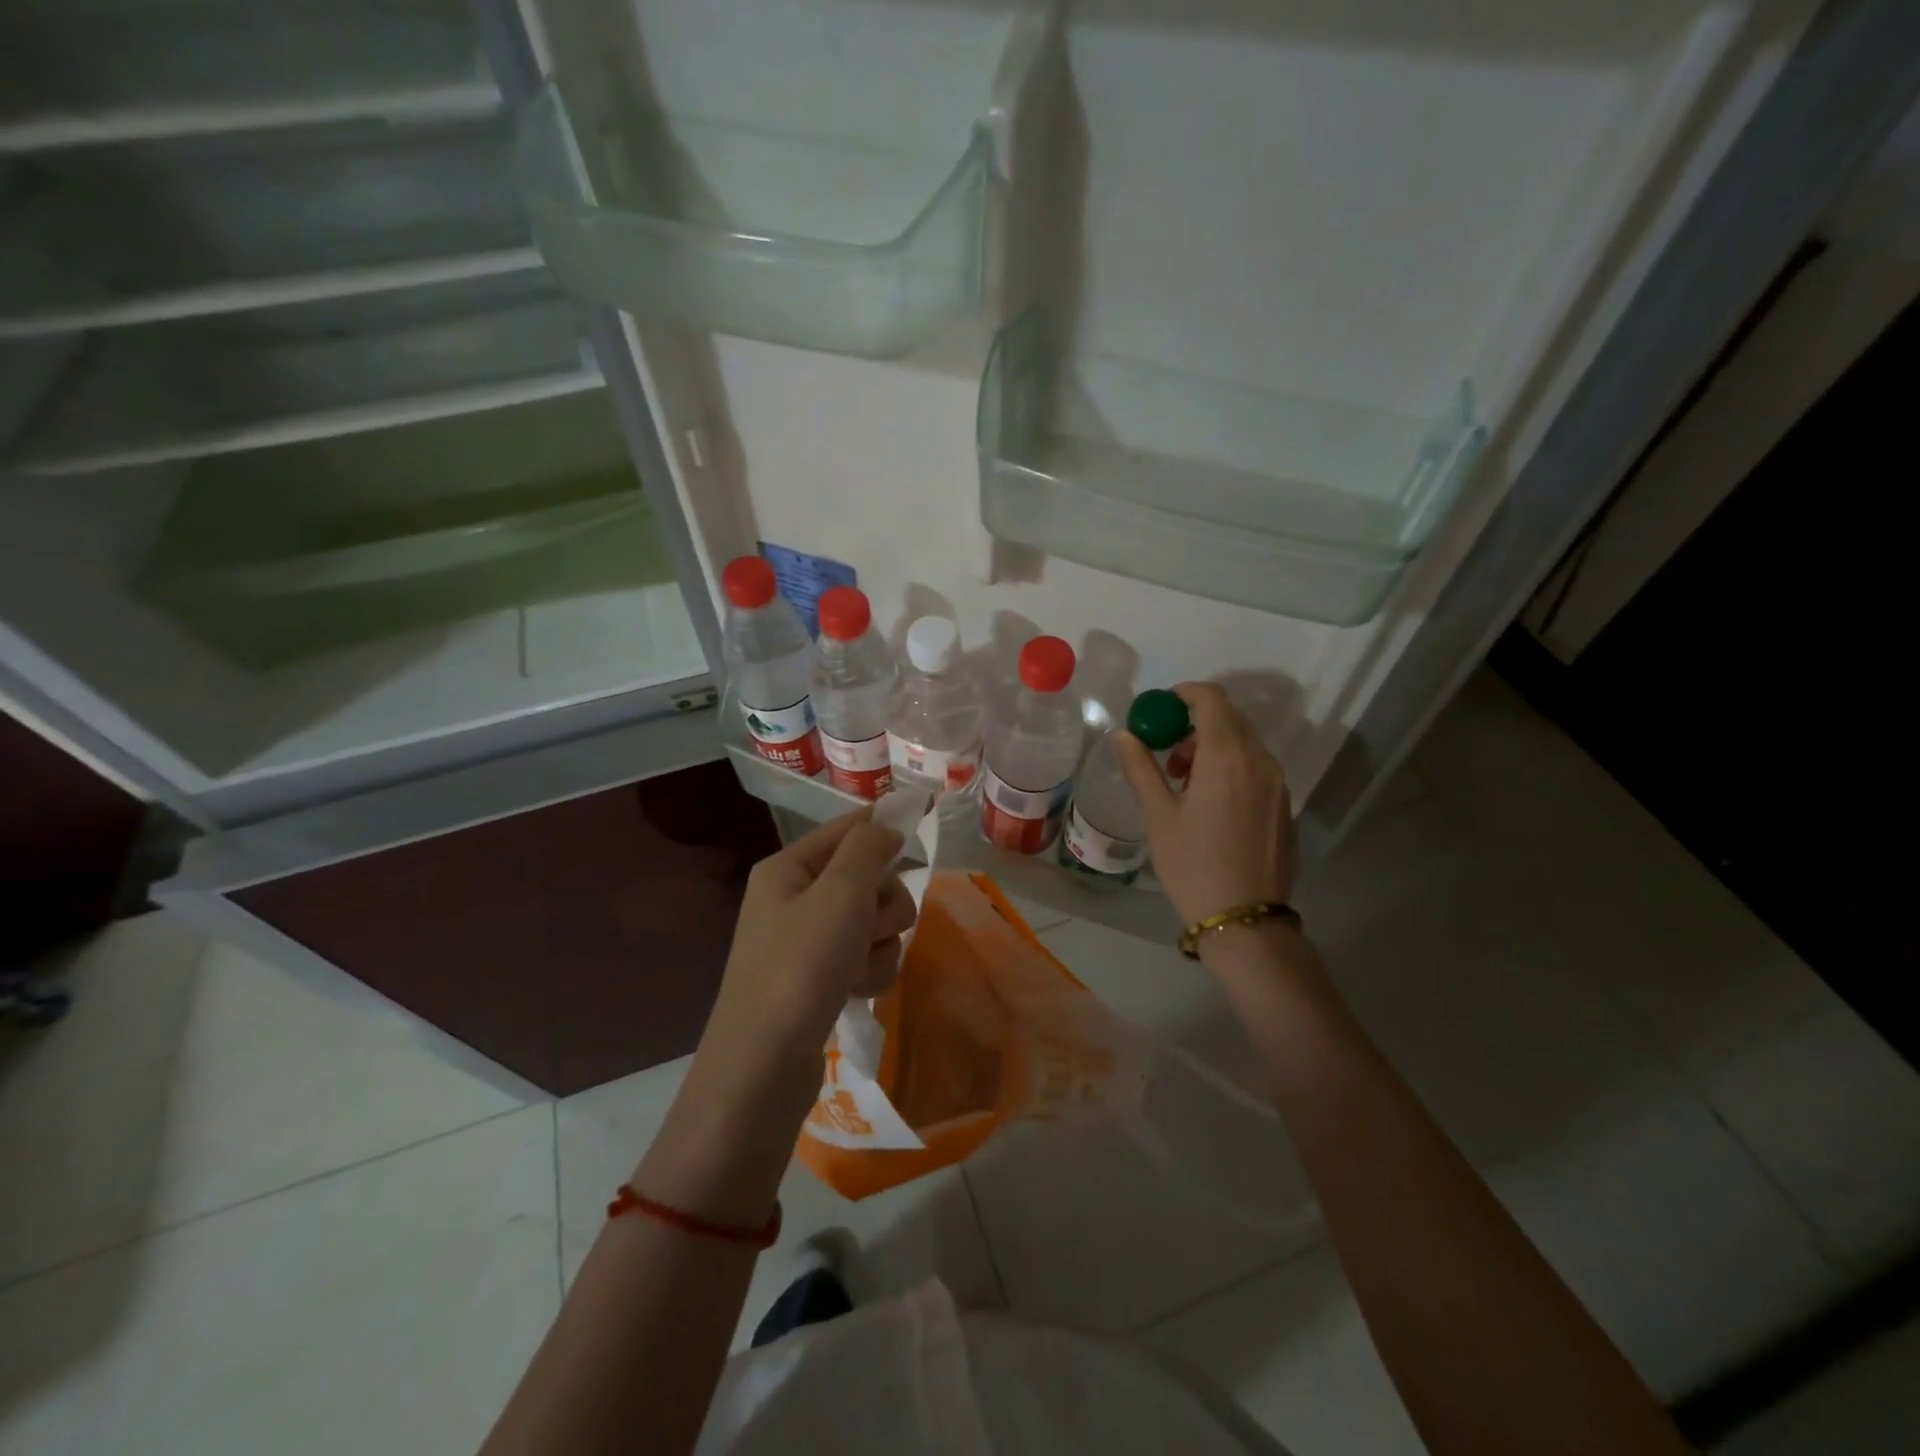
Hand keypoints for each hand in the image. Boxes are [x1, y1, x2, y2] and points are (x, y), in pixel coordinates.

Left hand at [697, 810, 916, 1104]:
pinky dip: (869, 972)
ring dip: (880, 943)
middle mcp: (793, 898)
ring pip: (872, 922)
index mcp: (788, 868)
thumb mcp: (840, 894)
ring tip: (860, 969)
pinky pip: (863, 958)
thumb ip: (868, 849)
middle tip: (874, 926)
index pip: (846, 828)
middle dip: (883, 903)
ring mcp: (804, 942)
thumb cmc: (801, 966)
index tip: (925, 814)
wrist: (763, 1066)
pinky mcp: (816, 980)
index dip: (884, 824)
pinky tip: (857, 992)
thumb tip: (887, 826)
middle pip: (866, 878)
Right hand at [1113, 681, 1297, 928]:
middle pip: (1229, 717)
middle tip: (1166, 751)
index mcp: (1227, 755)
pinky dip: (1231, 765)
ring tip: (1184, 781)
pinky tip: (1210, 801)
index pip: (1211, 698)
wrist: (1244, 919)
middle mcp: (1260, 760)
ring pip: (1244, 743)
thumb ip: (1141, 767)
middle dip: (1194, 722)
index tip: (1159, 710)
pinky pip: (1256, 767)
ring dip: (1212, 745)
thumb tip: (1124, 735)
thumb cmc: (1193, 864)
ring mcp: (1278, 782)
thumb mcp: (1158, 815)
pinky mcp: (1284, 804)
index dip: (1183, 694)